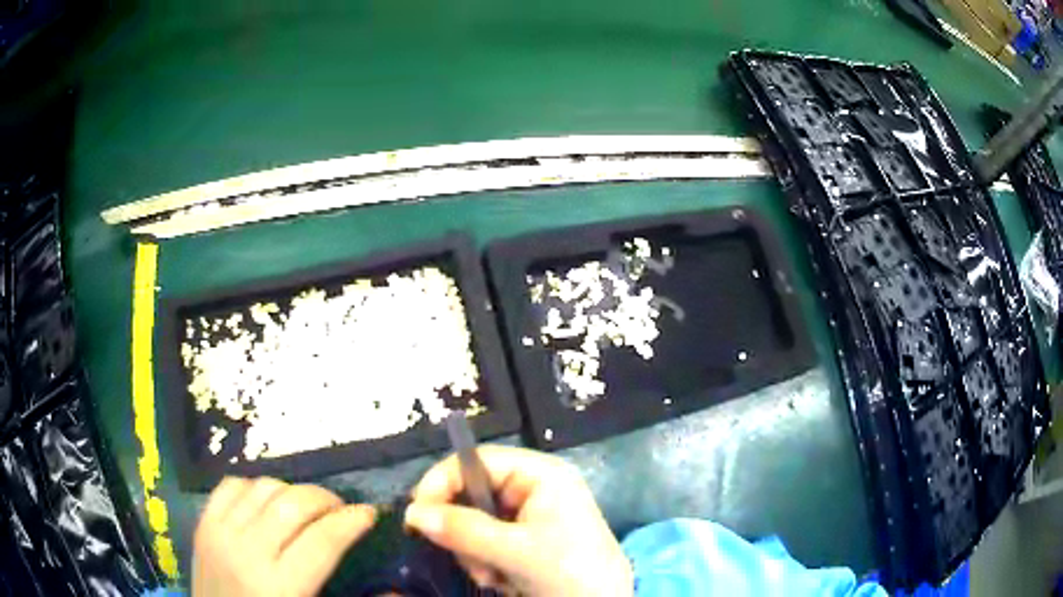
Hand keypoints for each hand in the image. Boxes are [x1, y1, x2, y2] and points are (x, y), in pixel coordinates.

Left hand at [193, 477, 375, 596]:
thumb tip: (397, 589)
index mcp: (281, 587)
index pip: (323, 541)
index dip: (351, 522)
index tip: (370, 514)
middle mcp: (247, 552)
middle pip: (293, 505)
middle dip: (326, 499)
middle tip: (342, 509)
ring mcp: (220, 532)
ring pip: (263, 488)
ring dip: (292, 491)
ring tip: (306, 507)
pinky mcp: (203, 523)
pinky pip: (231, 485)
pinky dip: (255, 486)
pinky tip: (267, 503)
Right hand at [405, 446, 631, 595]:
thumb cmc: (568, 570)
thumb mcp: (513, 551)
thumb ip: (462, 529)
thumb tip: (412, 512)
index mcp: (540, 475)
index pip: (477, 460)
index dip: (443, 481)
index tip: (418, 512)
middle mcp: (535, 488)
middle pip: (473, 494)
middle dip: (465, 532)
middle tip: (470, 560)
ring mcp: (532, 515)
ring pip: (476, 522)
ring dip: (475, 553)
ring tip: (493, 577)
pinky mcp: (529, 539)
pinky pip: (488, 541)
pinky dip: (486, 562)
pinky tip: (502, 580)